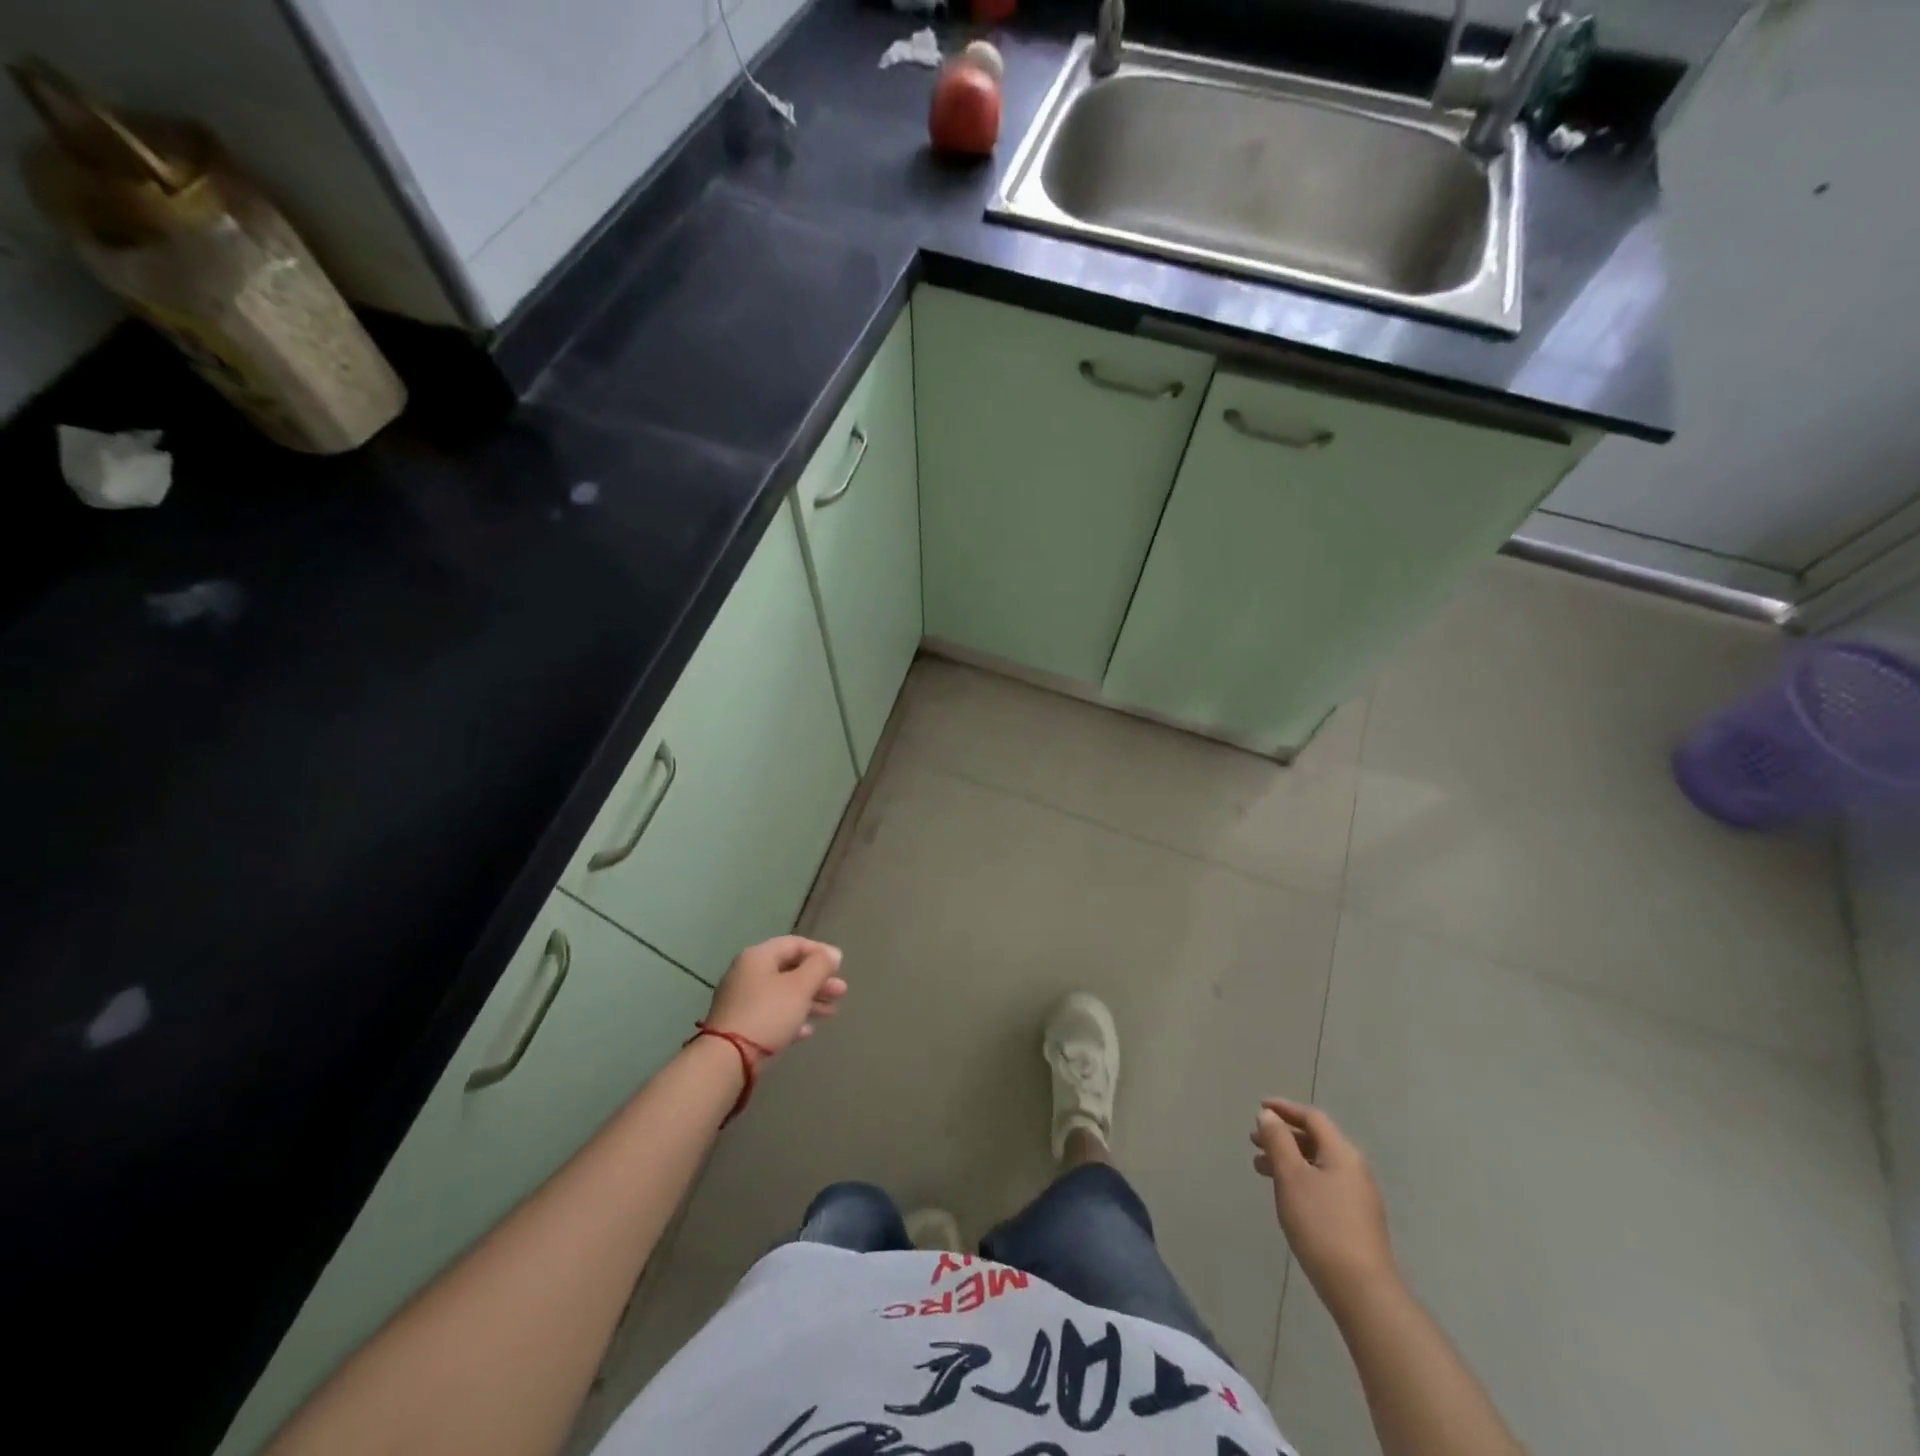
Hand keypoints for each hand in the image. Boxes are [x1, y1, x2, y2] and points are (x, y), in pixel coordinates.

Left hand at [703, 936, 846, 1055]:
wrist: (727, 1060)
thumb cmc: (768, 1014)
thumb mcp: (800, 987)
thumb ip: (819, 966)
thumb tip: (833, 953)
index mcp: (758, 957)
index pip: (794, 943)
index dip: (820, 952)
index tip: (840, 966)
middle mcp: (747, 973)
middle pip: (789, 970)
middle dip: (818, 980)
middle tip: (841, 992)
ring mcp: (741, 1000)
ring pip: (782, 994)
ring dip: (809, 1000)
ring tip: (832, 1012)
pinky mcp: (740, 1025)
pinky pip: (772, 1014)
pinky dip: (791, 1018)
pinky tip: (807, 1031)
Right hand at [1252, 1097, 1397, 1310]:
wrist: (1362, 1291)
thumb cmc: (1321, 1225)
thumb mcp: (1291, 1177)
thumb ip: (1278, 1141)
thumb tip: (1269, 1116)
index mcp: (1342, 1153)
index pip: (1312, 1118)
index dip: (1285, 1108)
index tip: (1259, 1108)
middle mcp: (1354, 1168)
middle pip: (1315, 1140)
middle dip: (1283, 1136)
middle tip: (1253, 1141)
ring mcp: (1358, 1196)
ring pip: (1317, 1164)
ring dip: (1288, 1159)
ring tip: (1260, 1168)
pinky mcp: (1356, 1220)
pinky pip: (1323, 1184)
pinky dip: (1300, 1178)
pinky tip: (1285, 1194)